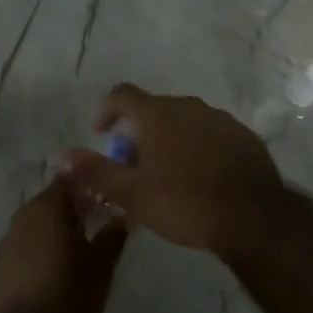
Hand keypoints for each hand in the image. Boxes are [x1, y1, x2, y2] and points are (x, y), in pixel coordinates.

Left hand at [0, 180, 126, 312]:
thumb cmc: (70, 297)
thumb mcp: (102, 267)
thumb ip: (112, 236)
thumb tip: (123, 217)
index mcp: (48, 207)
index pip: (68, 180)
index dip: (87, 186)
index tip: (104, 197)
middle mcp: (23, 216)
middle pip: (49, 202)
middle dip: (71, 209)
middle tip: (94, 223)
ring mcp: (6, 242)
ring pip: (35, 225)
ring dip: (53, 231)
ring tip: (76, 249)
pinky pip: (22, 248)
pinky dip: (38, 251)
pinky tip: (52, 271)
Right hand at [56, 83, 283, 256]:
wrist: (254, 218)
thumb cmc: (185, 202)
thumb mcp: (132, 194)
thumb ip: (94, 172)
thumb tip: (58, 156)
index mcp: (157, 114)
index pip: (122, 94)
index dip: (106, 110)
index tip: (101, 133)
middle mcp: (187, 106)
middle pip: (153, 110)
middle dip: (138, 134)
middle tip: (133, 168)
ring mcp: (219, 118)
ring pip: (183, 122)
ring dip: (169, 140)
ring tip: (166, 177)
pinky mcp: (242, 135)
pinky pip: (210, 134)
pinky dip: (197, 148)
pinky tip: (201, 178)